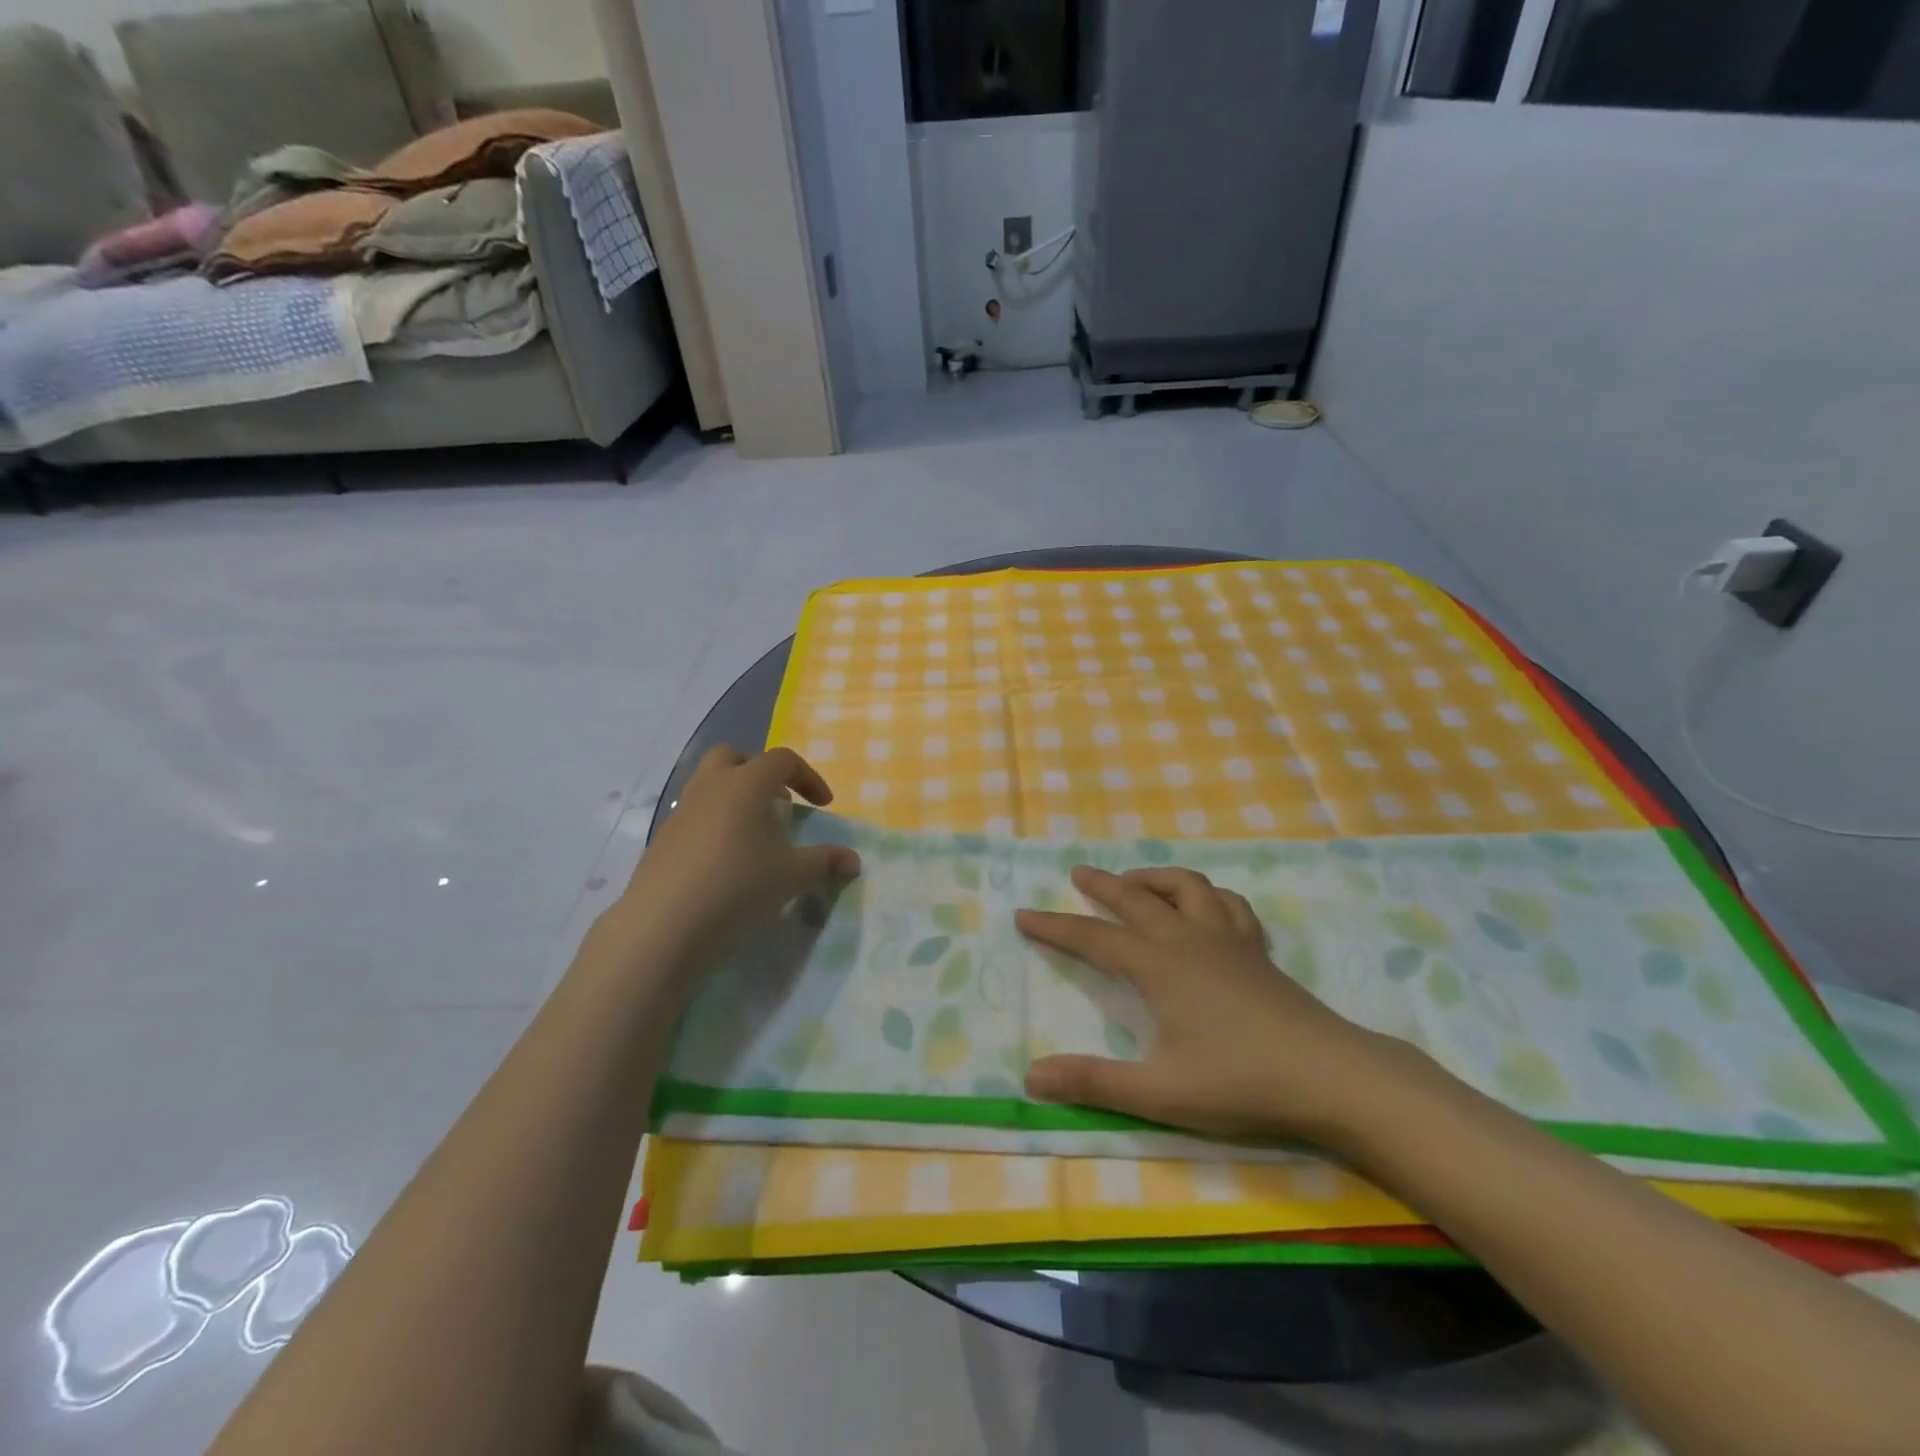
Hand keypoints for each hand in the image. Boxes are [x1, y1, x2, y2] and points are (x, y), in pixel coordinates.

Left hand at [620, 746, 860, 964]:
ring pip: (709, 784)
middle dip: (760, 772)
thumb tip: (853, 861)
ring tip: (753, 834)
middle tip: (778, 804)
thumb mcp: (791, 875)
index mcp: (746, 783)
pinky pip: (694, 814)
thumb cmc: (738, 886)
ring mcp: (681, 810)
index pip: (783, 760)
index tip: (823, 806)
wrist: (665, 924)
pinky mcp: (663, 838)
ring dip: (734, 797)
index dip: (808, 778)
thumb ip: (825, 862)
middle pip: (735, 757)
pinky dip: (714, 823)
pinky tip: (724, 860)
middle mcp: (710, 785)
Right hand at [1017, 865, 1404, 1146]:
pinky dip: (1207, 895)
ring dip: (1155, 877)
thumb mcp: (1159, 1093)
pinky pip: (1229, 904)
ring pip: (1187, 886)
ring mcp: (1228, 939)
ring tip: (1137, 882)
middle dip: (1102, 884)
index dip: (1055, 926)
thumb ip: (1093, 1082)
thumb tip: (1031, 1078)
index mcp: (1158, 967)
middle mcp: (1188, 939)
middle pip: (1136, 897)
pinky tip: (1204, 906)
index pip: (1093, 938)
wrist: (1330, 1075)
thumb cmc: (1240, 1082)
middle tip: (1078, 873)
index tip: (1024, 914)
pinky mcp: (1258, 950)